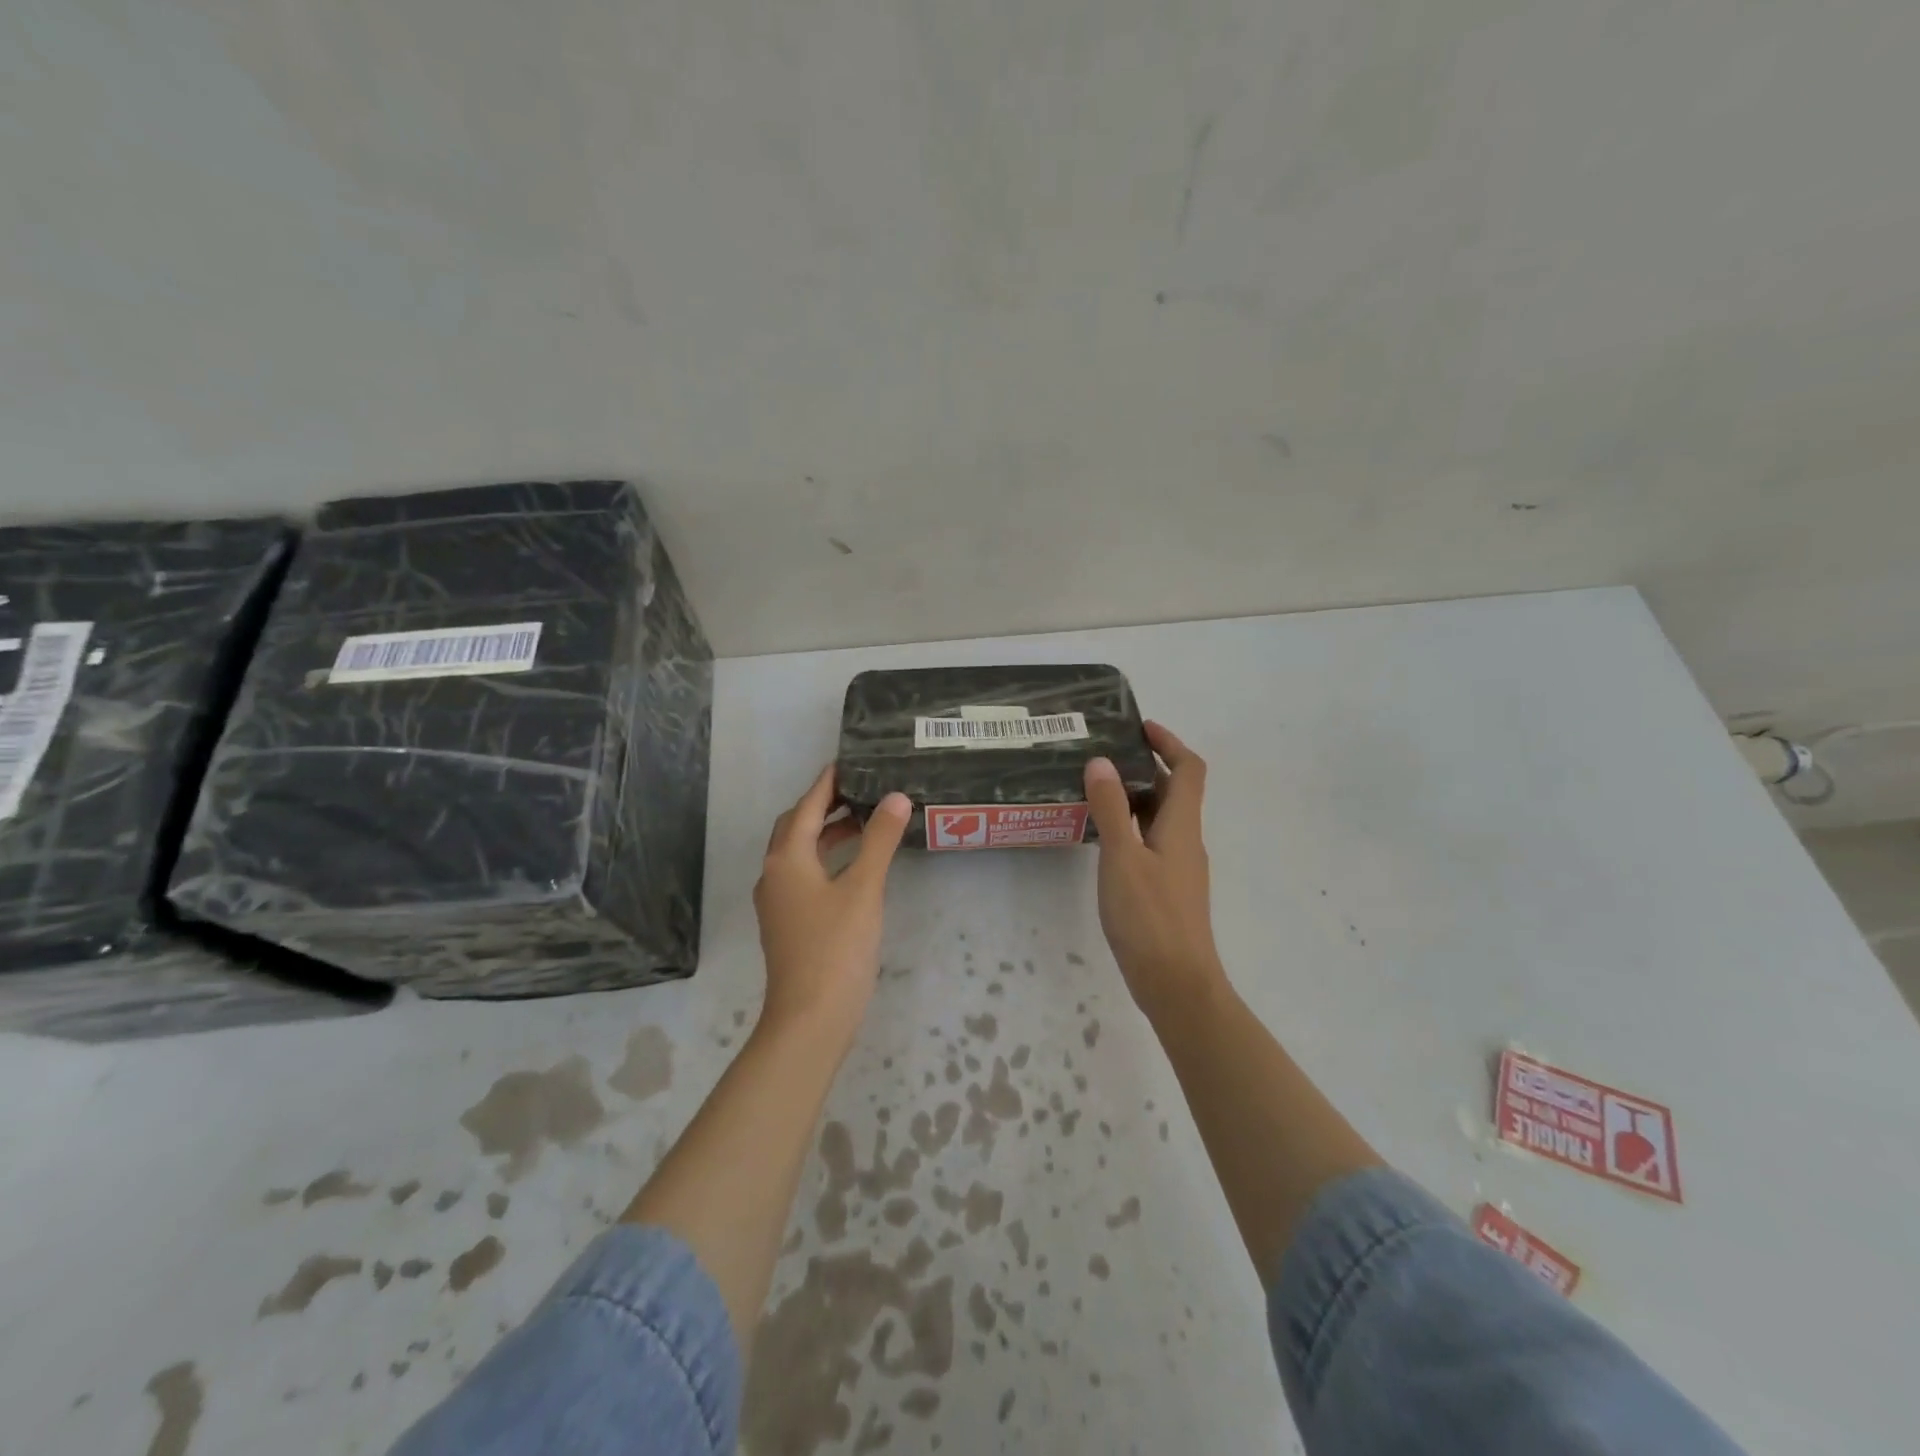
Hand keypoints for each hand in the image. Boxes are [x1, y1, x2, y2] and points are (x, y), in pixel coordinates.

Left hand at [753, 767, 910, 1042]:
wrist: (810, 1019)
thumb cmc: (836, 948)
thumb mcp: (864, 889)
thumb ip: (879, 840)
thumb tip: (895, 797)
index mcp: (786, 859)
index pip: (805, 807)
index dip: (826, 783)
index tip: (848, 761)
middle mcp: (774, 874)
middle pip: (795, 827)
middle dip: (824, 806)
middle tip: (859, 790)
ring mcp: (777, 902)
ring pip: (799, 853)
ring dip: (825, 834)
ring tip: (863, 822)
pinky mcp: (787, 923)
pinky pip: (803, 875)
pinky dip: (825, 859)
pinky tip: (852, 867)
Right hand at [1082, 721, 1225, 1020]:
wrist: (1176, 983)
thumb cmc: (1149, 916)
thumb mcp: (1122, 857)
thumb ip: (1111, 808)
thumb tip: (1103, 762)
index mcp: (1182, 825)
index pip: (1188, 769)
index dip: (1169, 743)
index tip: (1139, 728)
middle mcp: (1186, 840)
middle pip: (1174, 791)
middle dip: (1144, 767)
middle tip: (1103, 756)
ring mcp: (1178, 867)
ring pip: (1160, 818)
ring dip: (1134, 797)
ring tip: (1094, 790)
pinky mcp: (1167, 889)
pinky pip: (1151, 842)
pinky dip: (1131, 827)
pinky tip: (1101, 838)